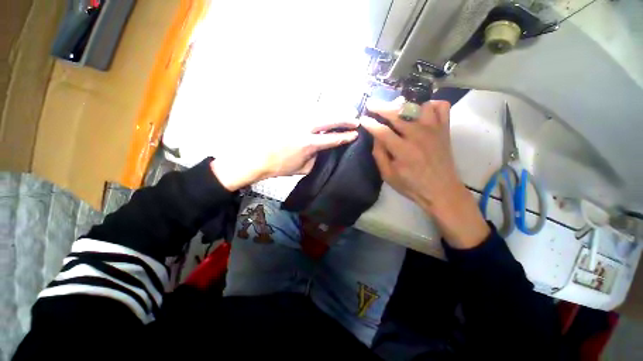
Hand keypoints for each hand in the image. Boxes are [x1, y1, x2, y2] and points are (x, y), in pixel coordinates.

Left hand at [211, 110, 358, 191]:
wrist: (257, 158)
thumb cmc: (280, 166)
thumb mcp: (302, 169)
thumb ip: (315, 158)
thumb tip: (321, 149)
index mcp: (308, 144)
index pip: (332, 138)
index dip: (345, 136)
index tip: (355, 134)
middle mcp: (304, 128)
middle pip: (329, 119)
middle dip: (344, 118)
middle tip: (354, 118)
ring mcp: (295, 119)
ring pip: (319, 110)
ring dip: (334, 110)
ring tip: (344, 110)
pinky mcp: (287, 114)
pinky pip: (306, 108)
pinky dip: (319, 108)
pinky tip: (325, 108)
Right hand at [361, 98, 488, 247]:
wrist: (441, 190)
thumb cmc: (411, 185)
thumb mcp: (388, 175)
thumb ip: (379, 154)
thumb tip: (376, 136)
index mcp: (403, 150)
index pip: (382, 131)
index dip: (370, 123)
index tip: (363, 118)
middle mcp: (419, 136)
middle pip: (398, 113)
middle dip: (381, 107)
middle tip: (372, 104)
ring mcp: (434, 130)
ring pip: (418, 105)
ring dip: (404, 104)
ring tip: (396, 108)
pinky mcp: (444, 129)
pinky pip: (441, 107)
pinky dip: (430, 105)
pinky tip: (421, 110)